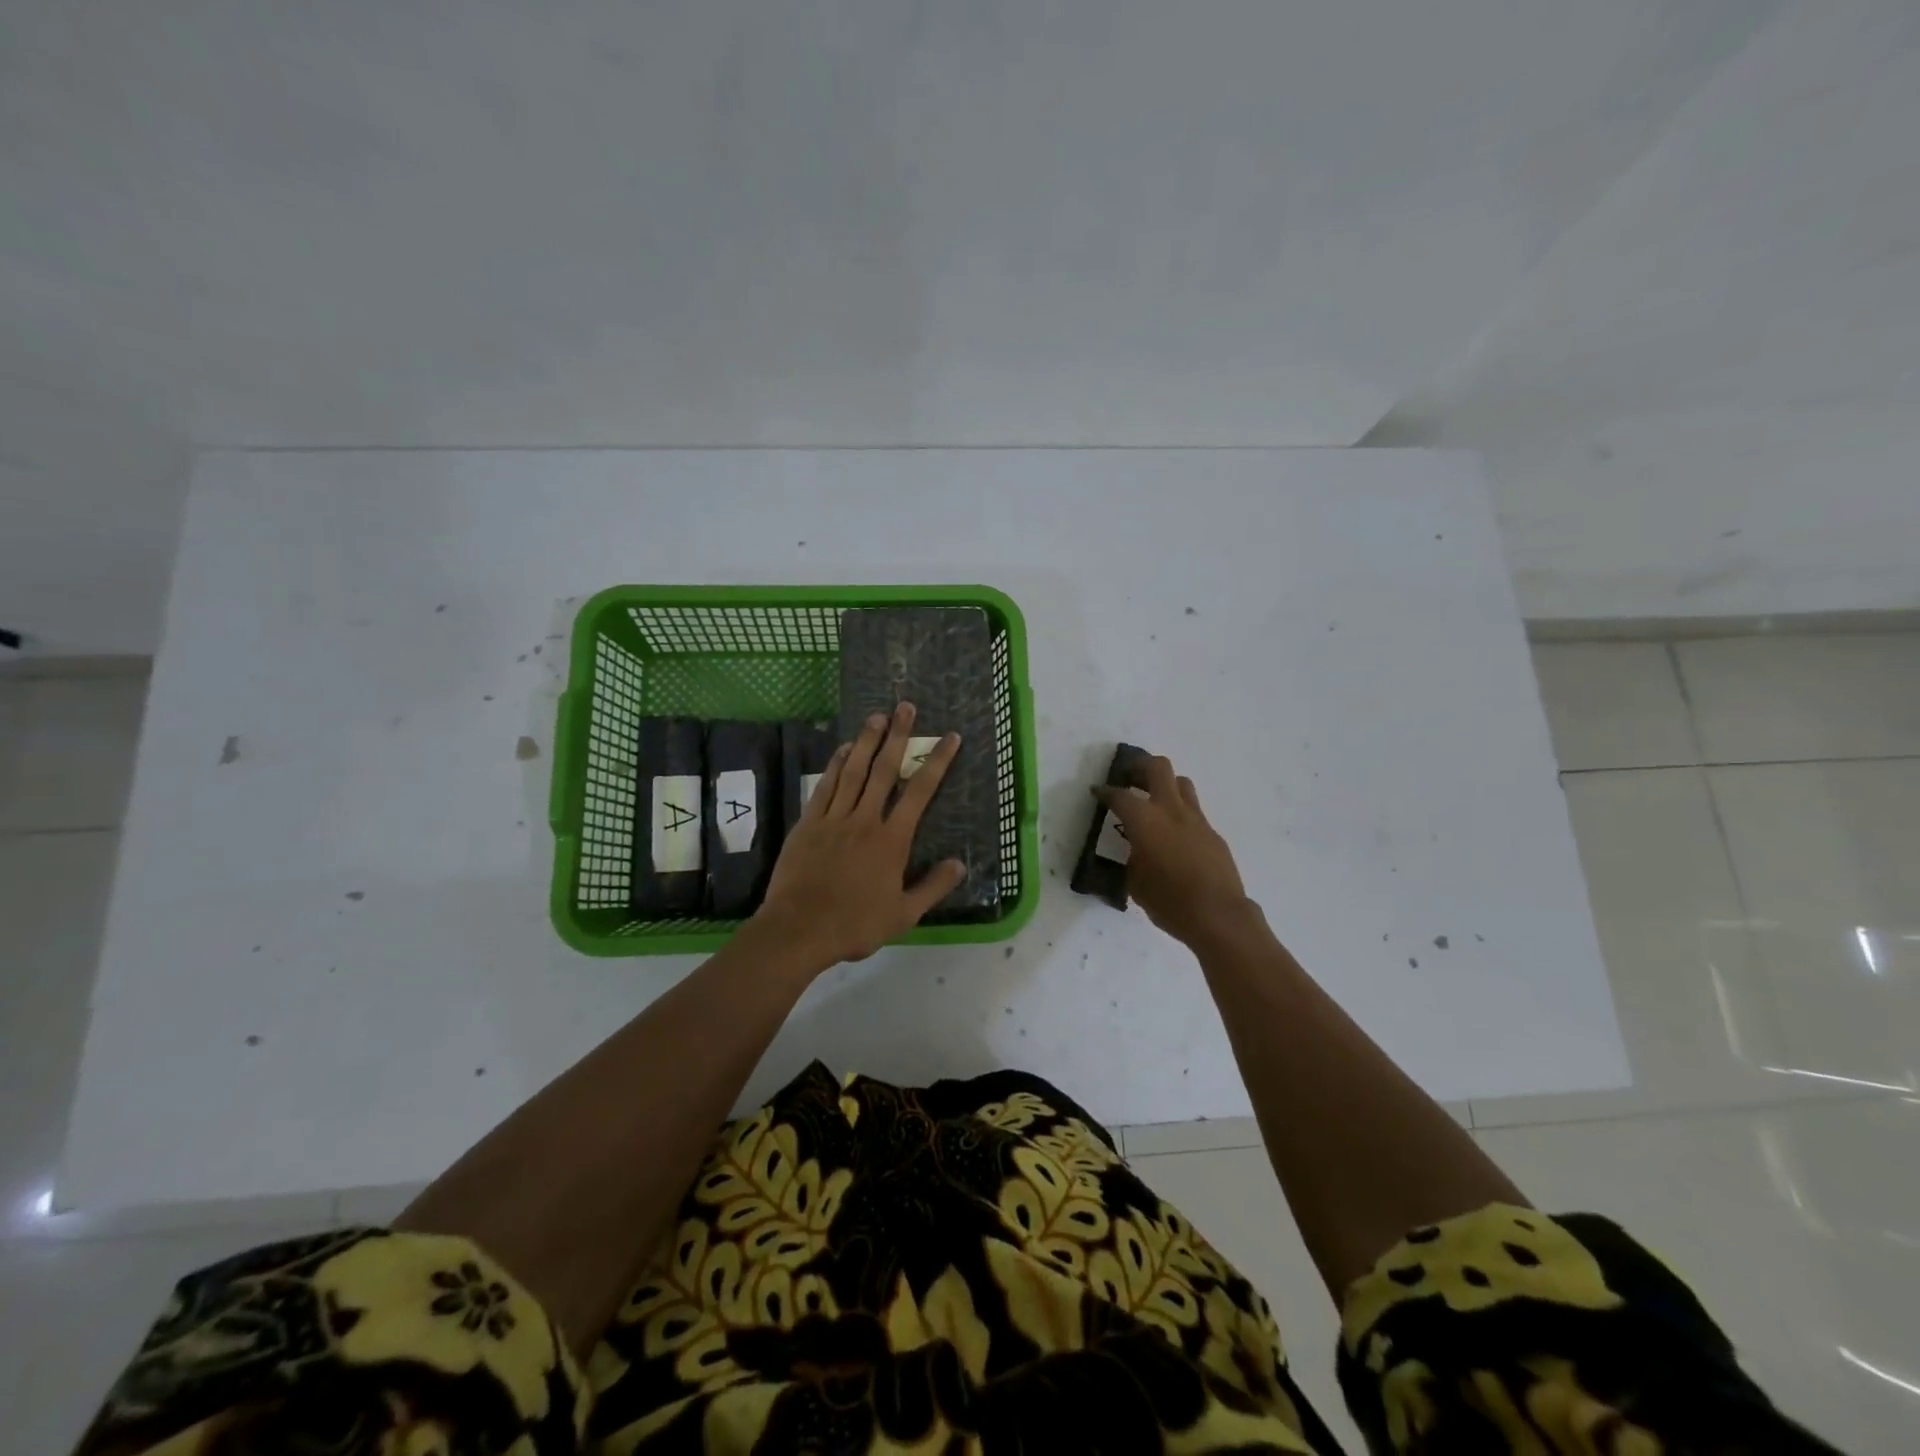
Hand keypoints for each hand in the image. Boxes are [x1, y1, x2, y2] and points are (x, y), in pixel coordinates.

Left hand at [753, 702, 966, 970]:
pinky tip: (844, 750)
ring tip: (877, 716)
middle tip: (905, 706)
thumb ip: (933, 887)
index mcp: (892, 840)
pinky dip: (836, 765)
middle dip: (897, 736)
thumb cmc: (855, 924)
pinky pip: (825, 786)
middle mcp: (865, 819)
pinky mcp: (809, 823)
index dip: (937, 762)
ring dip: (867, 741)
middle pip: (885, 770)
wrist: (799, 929)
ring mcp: (834, 818)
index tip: (949, 737)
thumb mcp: (904, 914)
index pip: (920, 792)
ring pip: (854, 771)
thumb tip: (960, 864)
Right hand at [1095, 756, 1254, 947]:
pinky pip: (1194, 812)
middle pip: (1158, 768)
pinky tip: (1174, 836)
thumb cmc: (1169, 901)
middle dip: (1141, 766)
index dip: (1106, 791)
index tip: (1098, 791)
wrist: (1218, 916)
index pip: (1120, 796)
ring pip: (1182, 784)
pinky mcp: (1213, 834)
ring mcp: (1196, 820)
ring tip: (1154, 800)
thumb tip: (1138, 850)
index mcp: (1145, 821)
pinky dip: (1180, 815)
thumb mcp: (1135, 882)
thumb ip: (1133, 857)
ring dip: (1165, 785)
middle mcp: (1171, 811)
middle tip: (1129, 777)